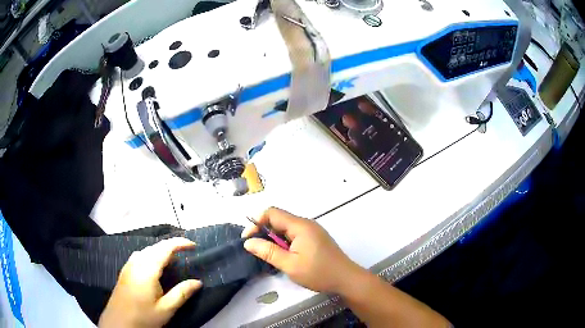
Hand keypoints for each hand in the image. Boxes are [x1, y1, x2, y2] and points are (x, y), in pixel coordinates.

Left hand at [99, 238, 201, 327]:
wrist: (118, 322)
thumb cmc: (143, 316)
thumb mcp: (166, 309)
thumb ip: (181, 293)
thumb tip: (198, 282)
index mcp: (147, 269)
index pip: (165, 248)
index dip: (180, 243)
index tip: (194, 245)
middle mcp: (137, 262)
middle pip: (155, 246)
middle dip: (171, 245)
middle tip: (186, 252)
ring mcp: (129, 265)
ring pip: (146, 250)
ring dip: (160, 250)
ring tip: (173, 258)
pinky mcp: (125, 271)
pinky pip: (140, 255)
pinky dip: (151, 255)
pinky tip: (154, 266)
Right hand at [242, 207, 362, 293]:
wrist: (346, 279)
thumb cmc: (318, 273)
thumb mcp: (290, 265)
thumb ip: (268, 252)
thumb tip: (248, 242)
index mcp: (300, 226)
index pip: (272, 213)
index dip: (256, 223)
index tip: (247, 239)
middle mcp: (306, 224)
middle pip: (279, 219)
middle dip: (264, 231)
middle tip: (256, 249)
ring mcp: (312, 231)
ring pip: (286, 228)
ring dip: (274, 238)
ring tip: (269, 254)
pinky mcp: (315, 238)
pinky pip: (294, 234)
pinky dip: (284, 242)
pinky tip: (283, 255)